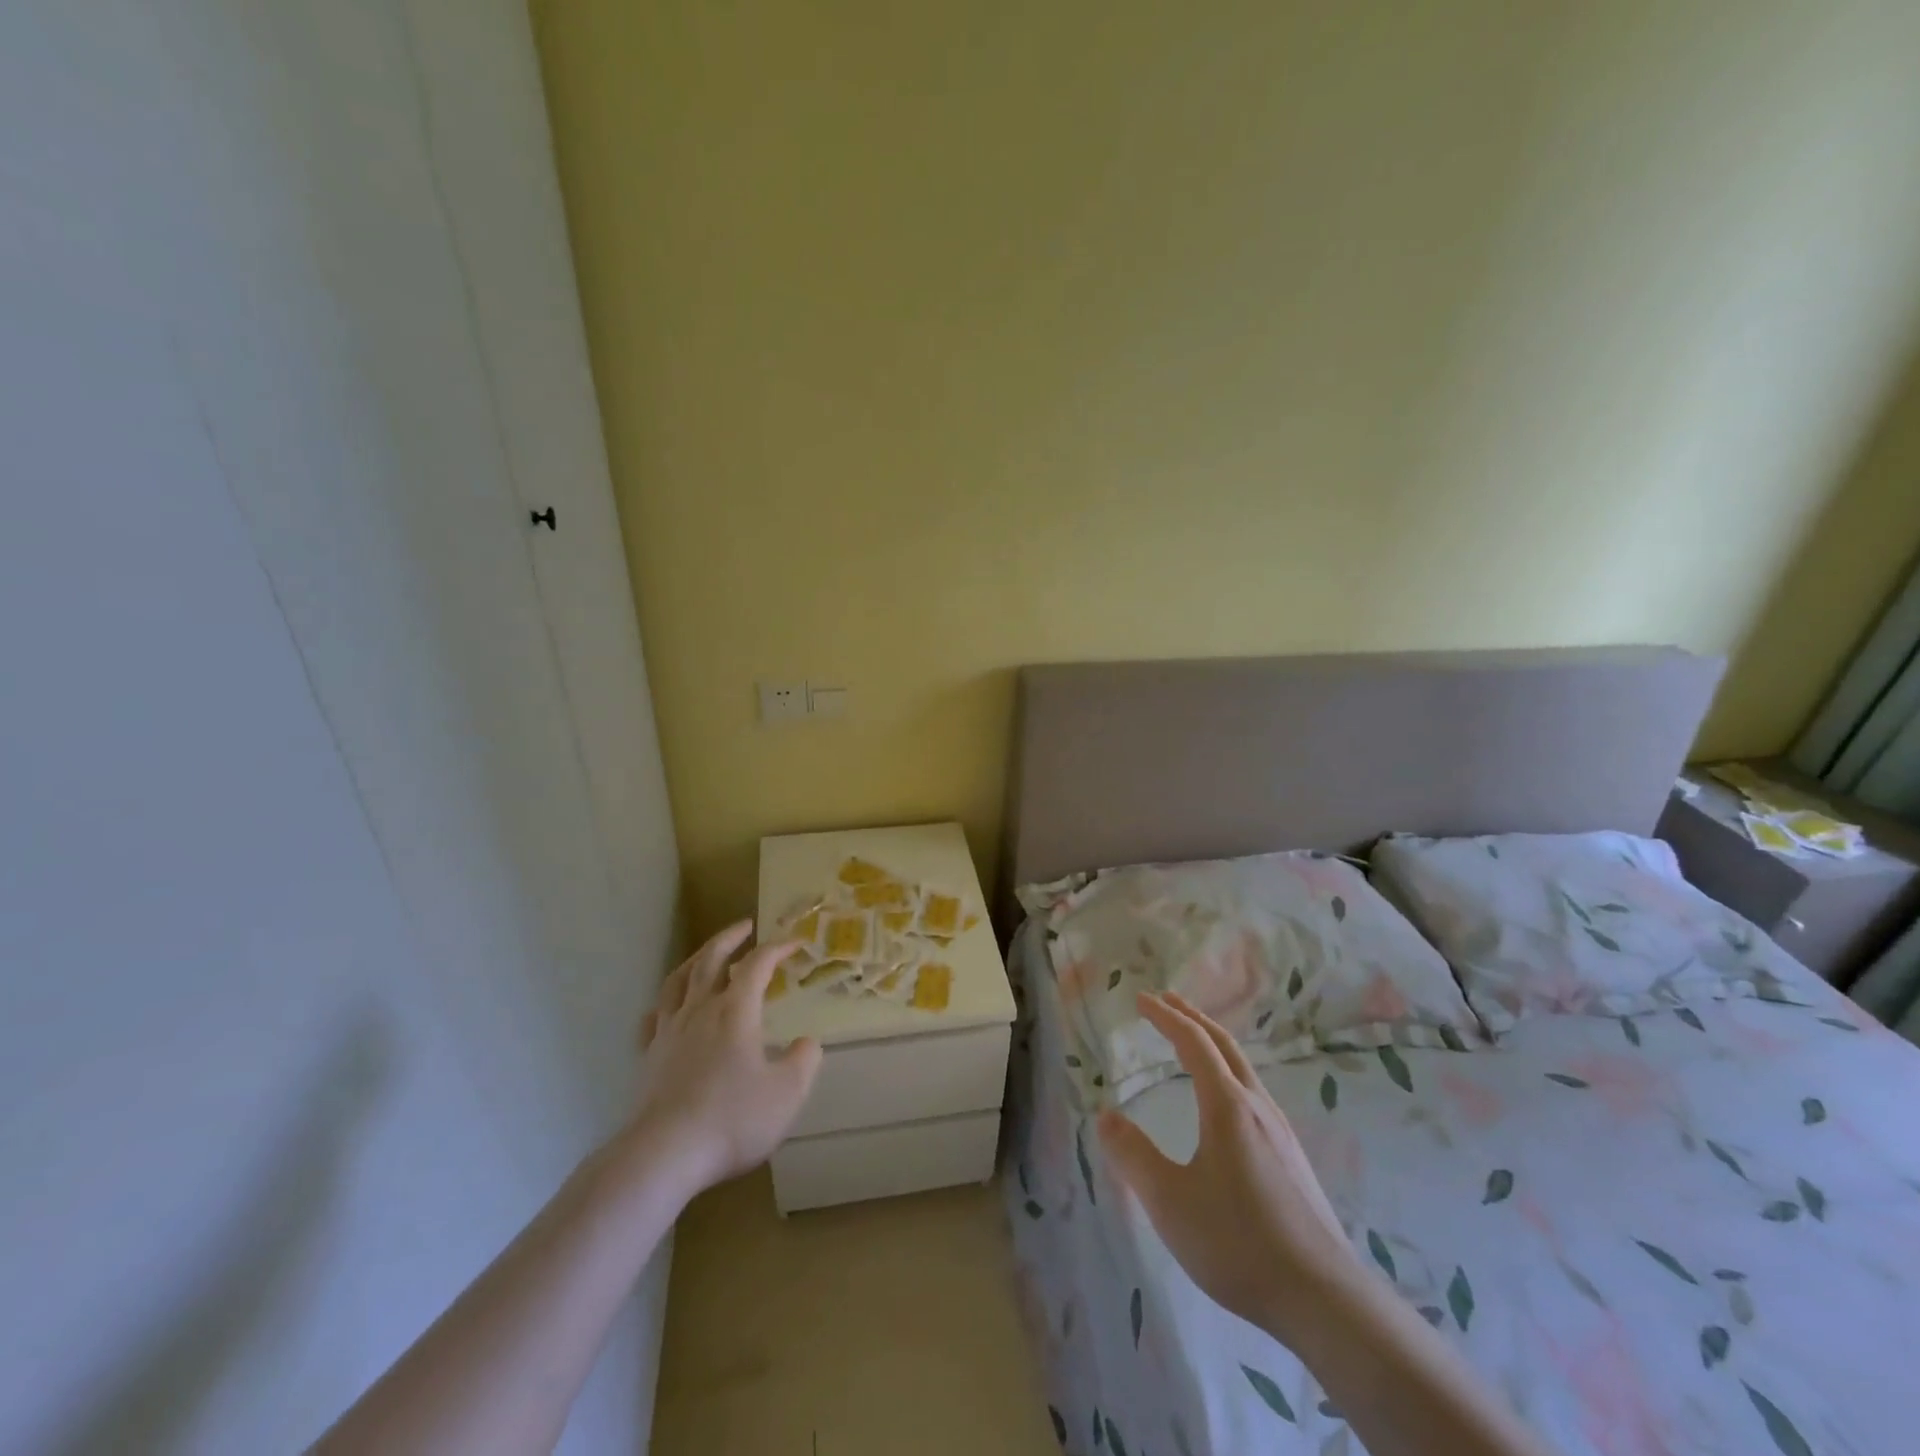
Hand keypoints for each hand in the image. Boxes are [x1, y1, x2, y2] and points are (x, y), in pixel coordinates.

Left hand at [626, 921, 821, 1196]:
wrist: (663, 1155)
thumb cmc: (731, 1119)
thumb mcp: (787, 1093)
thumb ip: (804, 1062)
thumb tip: (807, 1043)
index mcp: (736, 1011)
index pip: (758, 964)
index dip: (778, 948)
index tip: (795, 942)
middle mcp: (700, 1010)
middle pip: (710, 959)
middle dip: (730, 938)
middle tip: (745, 926)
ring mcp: (668, 1032)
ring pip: (677, 981)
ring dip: (695, 960)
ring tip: (705, 955)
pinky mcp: (648, 1057)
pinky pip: (653, 1018)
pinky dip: (665, 1004)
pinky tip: (667, 1009)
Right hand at [1097, 992, 1363, 1340]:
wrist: (1324, 1298)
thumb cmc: (1238, 1242)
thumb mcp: (1170, 1201)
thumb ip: (1133, 1156)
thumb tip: (1106, 1116)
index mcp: (1227, 1105)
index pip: (1193, 1042)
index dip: (1165, 1016)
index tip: (1141, 998)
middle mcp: (1256, 1106)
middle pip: (1223, 1044)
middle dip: (1192, 1016)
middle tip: (1166, 1000)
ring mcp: (1280, 1131)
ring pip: (1243, 1067)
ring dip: (1213, 1043)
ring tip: (1192, 1041)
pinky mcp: (1291, 1158)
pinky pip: (1253, 1092)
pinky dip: (1228, 1070)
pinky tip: (1225, 1100)